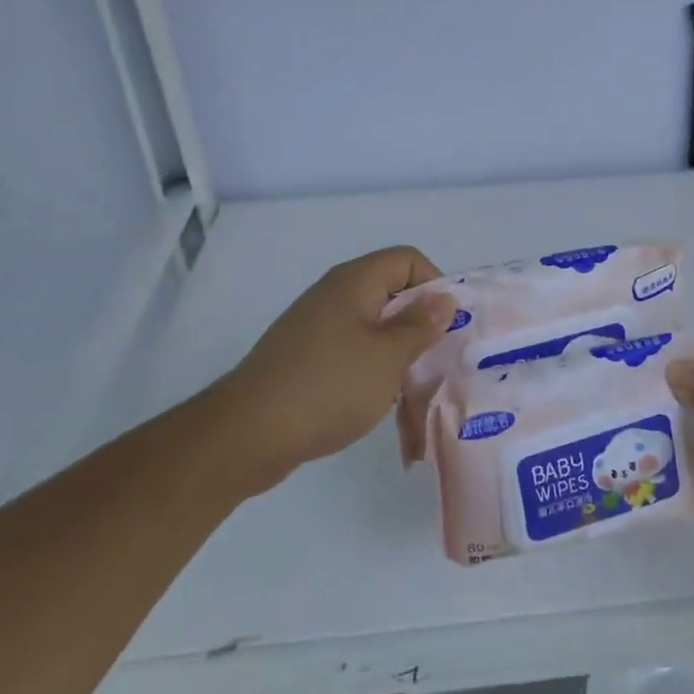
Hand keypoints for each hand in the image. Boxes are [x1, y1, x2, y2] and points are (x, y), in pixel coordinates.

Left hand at [223, 247, 455, 491]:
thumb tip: (443, 298)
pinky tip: (376, 397)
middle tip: (436, 357)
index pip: (407, 259)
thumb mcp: (388, 357)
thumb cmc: (328, 387)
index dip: (433, 284)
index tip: (445, 325)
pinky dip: (370, 365)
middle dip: (418, 320)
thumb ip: (420, 325)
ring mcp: (314, 325)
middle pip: (390, 290)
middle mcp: (333, 294)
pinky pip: (350, 347)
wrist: (248, 434)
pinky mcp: (303, 356)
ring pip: (371, 323)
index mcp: (354, 282)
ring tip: (410, 383)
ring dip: (396, 348)